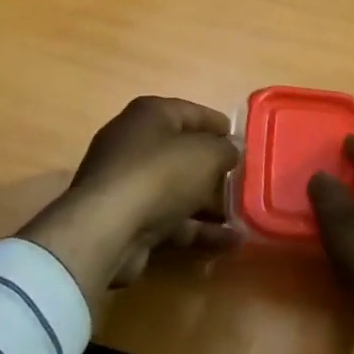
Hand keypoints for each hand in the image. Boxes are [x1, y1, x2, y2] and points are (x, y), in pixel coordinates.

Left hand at [20, 97, 240, 306]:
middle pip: (183, 152)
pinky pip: (171, 218)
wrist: (108, 229)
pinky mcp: (128, 219)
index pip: (190, 112)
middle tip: (245, 179)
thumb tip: (231, 150)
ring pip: (178, 189)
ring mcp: (128, 184)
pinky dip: (198, 228)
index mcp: (149, 115)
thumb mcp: (207, 154)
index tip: (242, 140)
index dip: (218, 125)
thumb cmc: (160, 174)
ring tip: (245, 214)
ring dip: (210, 202)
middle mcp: (134, 144)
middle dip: (215, 167)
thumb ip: (225, 150)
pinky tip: (231, 241)